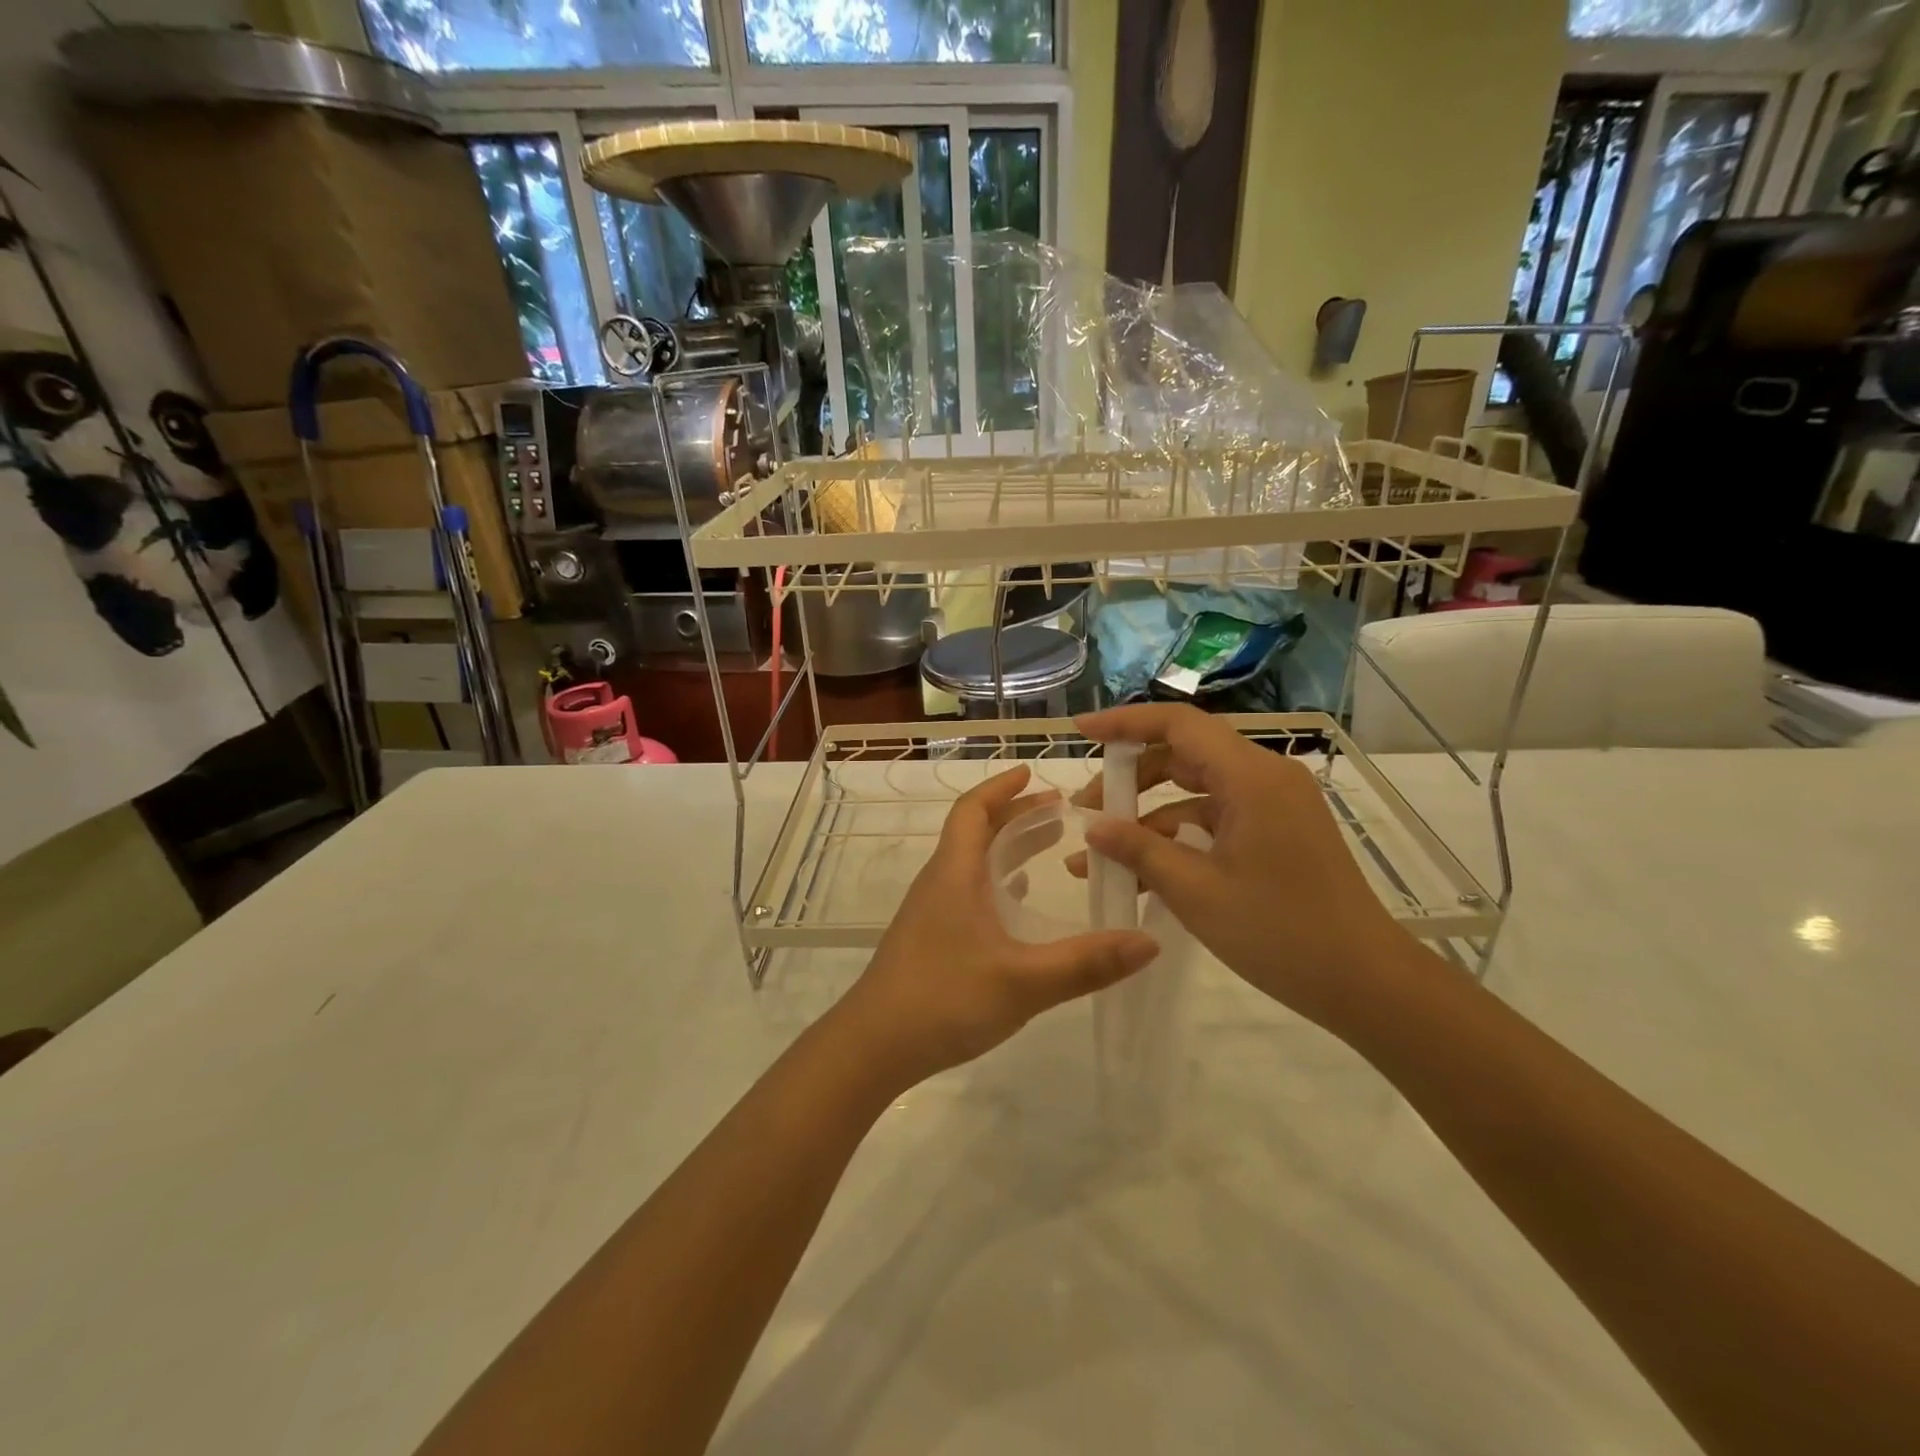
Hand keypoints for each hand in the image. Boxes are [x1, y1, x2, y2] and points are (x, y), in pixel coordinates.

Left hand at [831, 765, 1159, 1090]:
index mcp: (954, 873)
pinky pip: (967, 892)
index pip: (973, 810)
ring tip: (1049, 844)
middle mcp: (939, 883)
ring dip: (1007, 847)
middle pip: (975, 831)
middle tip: (1060, 810)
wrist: (873, 1046)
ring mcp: (931, 912)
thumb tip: (1148, 941)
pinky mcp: (930, 939)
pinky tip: (1017, 902)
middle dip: (1015, 814)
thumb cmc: (943, 999)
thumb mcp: (1023, 982)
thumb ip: (1086, 963)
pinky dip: (996, 883)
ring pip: (971, 862)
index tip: (1032, 771)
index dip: (1001, 787)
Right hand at [1073, 703, 1417, 1036]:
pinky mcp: (1277, 829)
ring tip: (1103, 851)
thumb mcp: (1195, 891)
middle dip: (1130, 778)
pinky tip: (1143, 870)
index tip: (1080, 733)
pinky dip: (1178, 834)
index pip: (1178, 724)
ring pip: (1196, 788)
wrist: (1364, 982)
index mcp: (1251, 777)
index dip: (1124, 724)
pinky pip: (1216, 815)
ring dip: (1149, 813)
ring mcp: (1274, 803)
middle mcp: (1265, 776)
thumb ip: (1138, 849)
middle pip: (1184, 753)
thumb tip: (1092, 827)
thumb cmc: (1279, 933)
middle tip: (1087, 810)